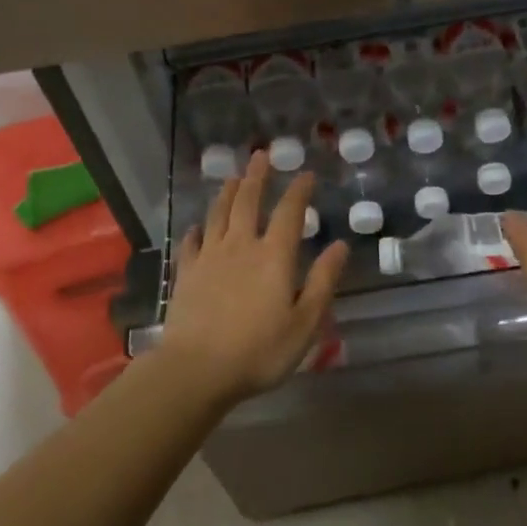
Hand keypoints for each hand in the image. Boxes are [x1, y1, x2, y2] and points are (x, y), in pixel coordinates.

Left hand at [159, 150, 346, 406]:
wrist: (195, 370)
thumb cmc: (258, 351)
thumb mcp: (304, 323)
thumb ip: (323, 281)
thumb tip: (340, 245)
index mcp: (274, 256)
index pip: (289, 213)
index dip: (299, 191)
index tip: (306, 174)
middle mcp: (241, 246)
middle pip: (248, 202)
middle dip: (257, 177)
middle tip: (261, 155)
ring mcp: (210, 257)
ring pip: (219, 215)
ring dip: (227, 193)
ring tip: (234, 177)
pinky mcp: (187, 273)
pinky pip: (191, 243)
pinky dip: (196, 230)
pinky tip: (197, 227)